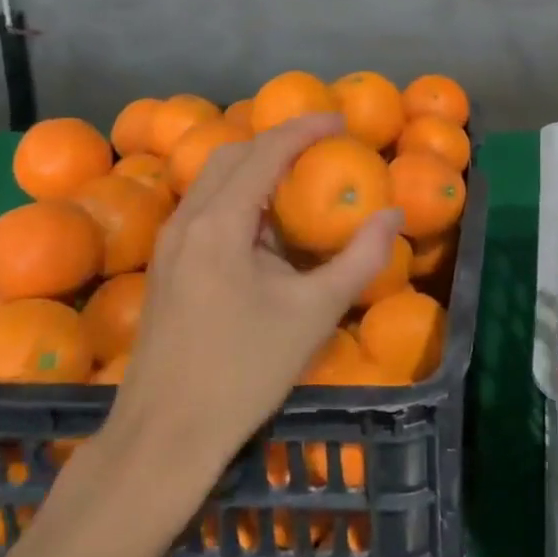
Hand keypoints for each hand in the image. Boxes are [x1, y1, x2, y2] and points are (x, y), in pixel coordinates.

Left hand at [98, 113, 401, 484]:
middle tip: (323, 146)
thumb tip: (393, 216)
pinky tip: (266, 226)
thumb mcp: (315, 313)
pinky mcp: (167, 265)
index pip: (267, 151)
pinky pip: (205, 207)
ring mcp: (171, 243)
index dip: (306, 128)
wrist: (164, 435)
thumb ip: (360, 259)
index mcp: (221, 222)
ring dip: (256, 166)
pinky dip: (239, 195)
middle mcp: (188, 220)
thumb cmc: (244, 370)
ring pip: (213, 179)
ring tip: (299, 177)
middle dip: (279, 141)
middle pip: (233, 154)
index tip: (342, 121)